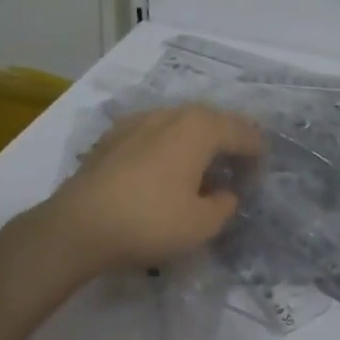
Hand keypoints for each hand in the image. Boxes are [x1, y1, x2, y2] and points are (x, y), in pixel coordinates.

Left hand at [34, 105, 261, 273]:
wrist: (78, 225)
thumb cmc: (149, 221)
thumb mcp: (201, 225)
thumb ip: (225, 205)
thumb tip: (226, 193)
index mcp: (200, 128)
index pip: (243, 133)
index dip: (258, 153)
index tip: (261, 175)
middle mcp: (172, 114)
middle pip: (213, 120)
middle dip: (230, 141)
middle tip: (239, 166)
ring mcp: (139, 120)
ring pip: (182, 123)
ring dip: (198, 141)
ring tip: (203, 168)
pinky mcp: (114, 135)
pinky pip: (155, 132)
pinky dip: (169, 145)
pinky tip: (164, 168)